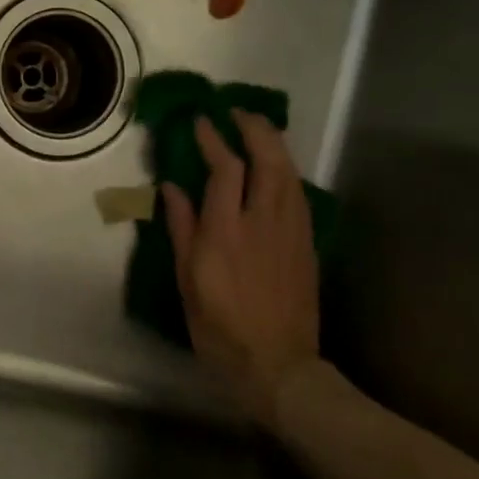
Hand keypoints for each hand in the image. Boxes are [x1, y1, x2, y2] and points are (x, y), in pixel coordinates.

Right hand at [161, 112, 320, 426]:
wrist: (278, 366)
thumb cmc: (220, 328)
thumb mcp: (187, 281)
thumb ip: (181, 228)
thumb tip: (172, 188)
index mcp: (226, 232)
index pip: (226, 168)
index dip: (213, 139)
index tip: (201, 121)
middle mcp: (263, 222)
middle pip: (269, 159)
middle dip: (254, 128)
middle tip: (236, 112)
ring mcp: (291, 231)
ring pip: (289, 172)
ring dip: (274, 144)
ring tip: (257, 129)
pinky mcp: (306, 243)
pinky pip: (298, 193)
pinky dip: (286, 169)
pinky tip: (277, 168)